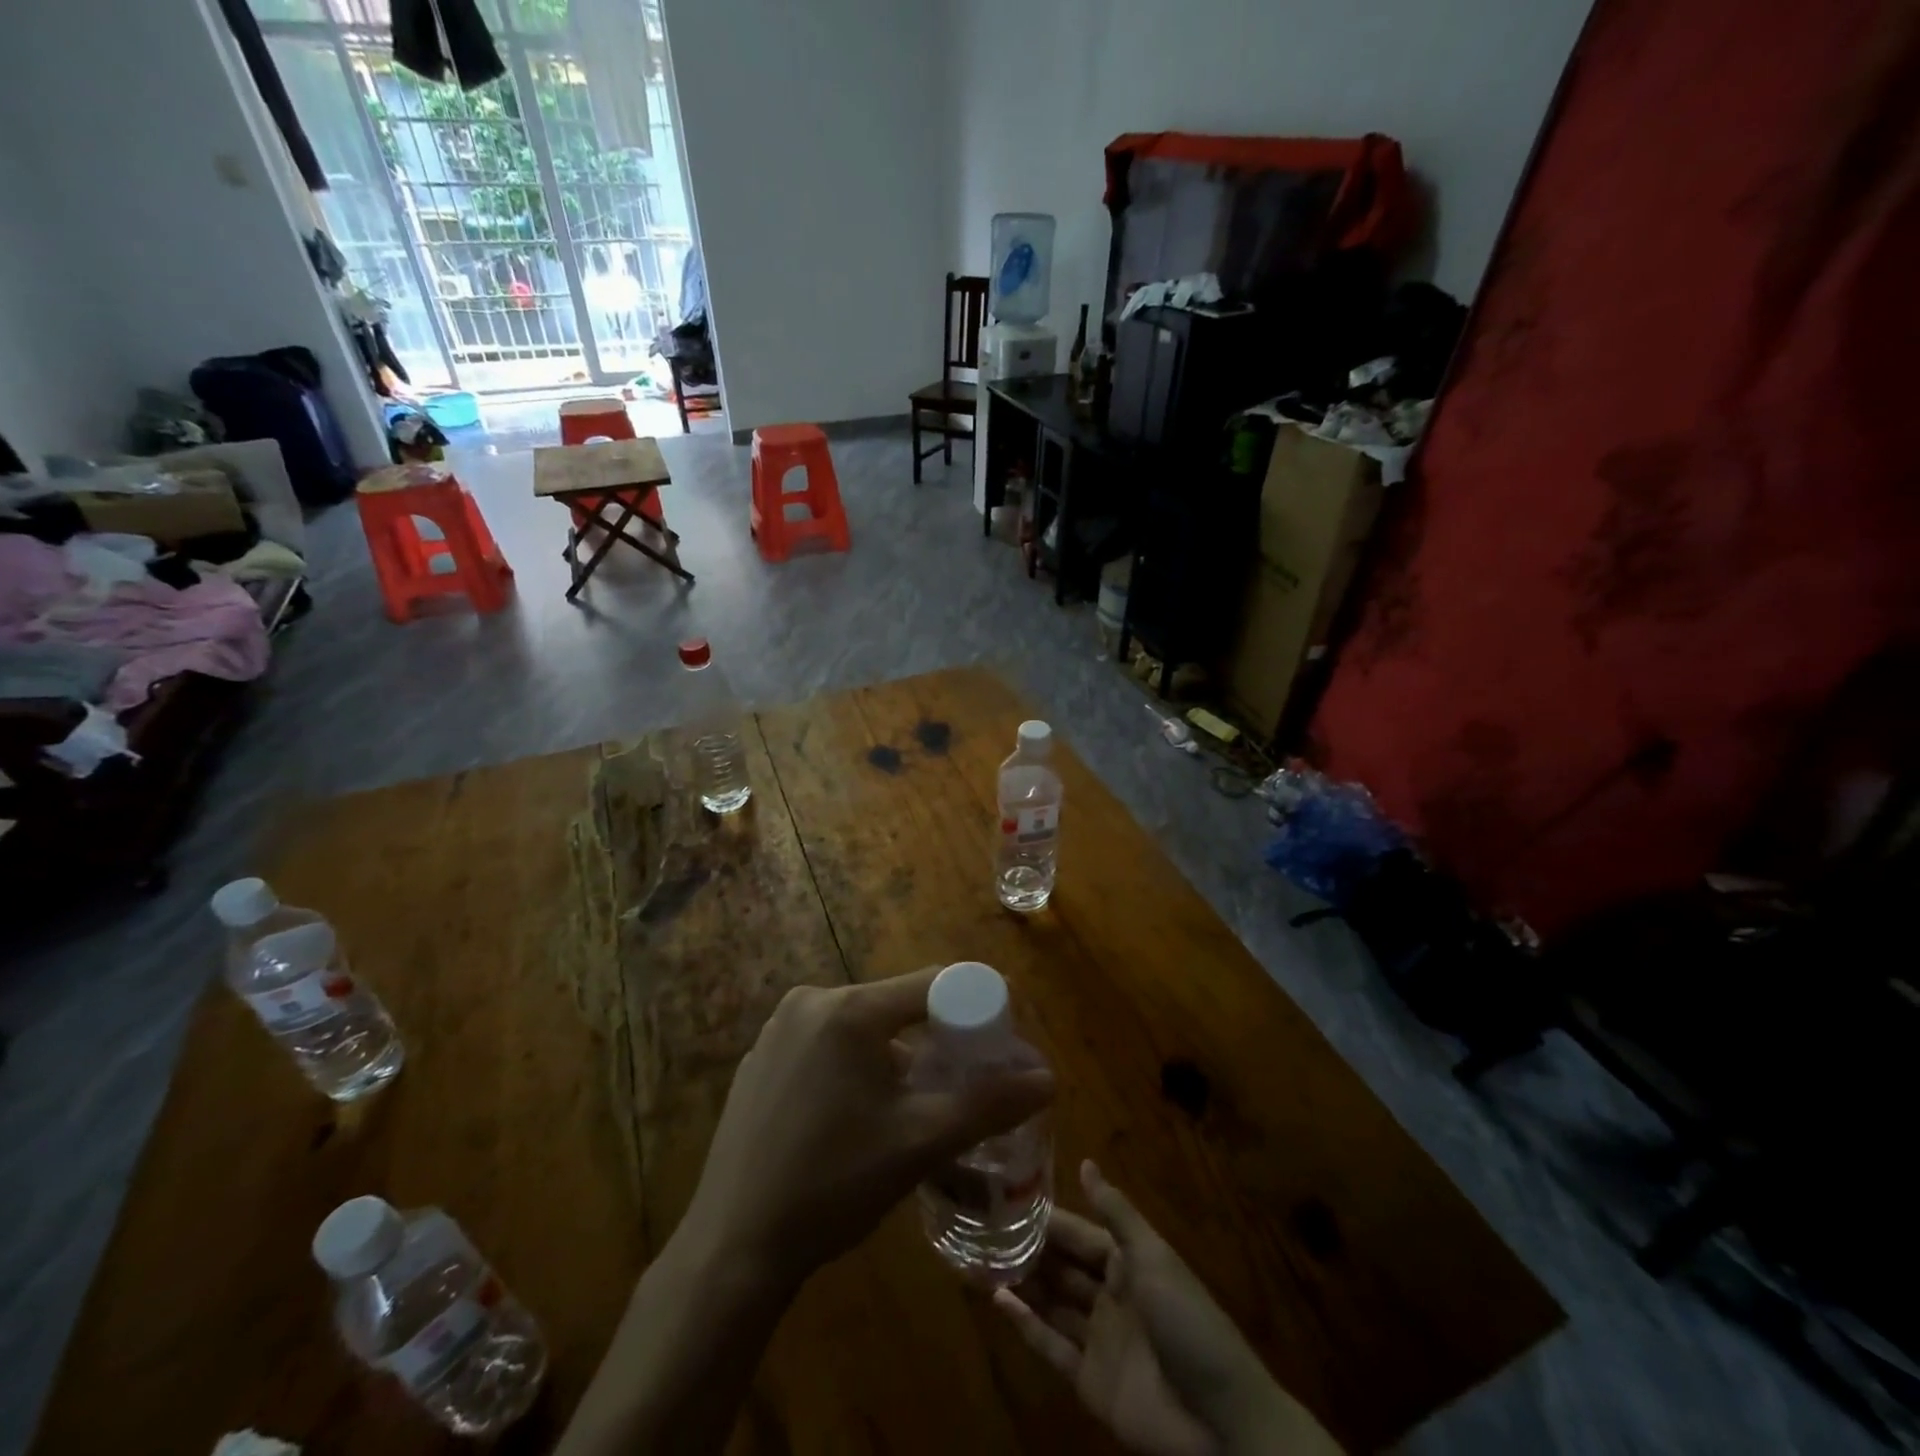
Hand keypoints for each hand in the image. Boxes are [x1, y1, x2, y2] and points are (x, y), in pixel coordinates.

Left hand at [680, 967, 1054, 1289]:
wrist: (733, 1247)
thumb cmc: (833, 1185)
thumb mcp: (919, 1143)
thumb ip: (987, 1104)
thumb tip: (1048, 1077)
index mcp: (849, 1009)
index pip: (934, 983)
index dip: (975, 1006)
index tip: (1000, 1041)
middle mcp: (810, 1002)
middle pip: (896, 1005)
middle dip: (936, 1039)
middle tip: (960, 1085)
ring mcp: (778, 1029)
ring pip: (862, 1027)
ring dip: (895, 1057)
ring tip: (912, 1109)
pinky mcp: (760, 1059)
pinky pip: (825, 1046)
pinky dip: (854, 1067)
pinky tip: (855, 1118)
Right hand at [995, 1162, 1340, 1455]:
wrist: (1223, 1423)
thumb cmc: (1189, 1323)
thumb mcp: (1153, 1257)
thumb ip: (1115, 1212)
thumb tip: (1085, 1161)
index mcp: (1128, 1263)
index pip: (1079, 1234)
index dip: (1047, 1219)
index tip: (1006, 1198)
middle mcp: (1110, 1296)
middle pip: (1062, 1267)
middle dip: (1028, 1249)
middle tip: (983, 1228)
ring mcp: (1099, 1341)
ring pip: (1052, 1303)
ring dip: (1021, 1282)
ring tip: (980, 1258)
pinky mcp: (1090, 1383)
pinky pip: (1051, 1348)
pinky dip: (1025, 1325)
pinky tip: (997, 1301)